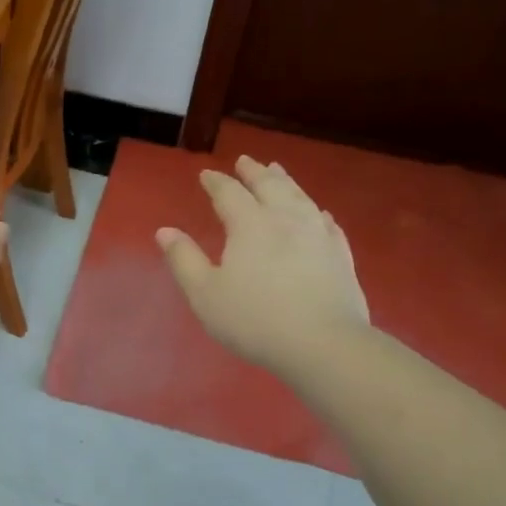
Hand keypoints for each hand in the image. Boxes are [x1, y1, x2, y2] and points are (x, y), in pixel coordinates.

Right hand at [156, 155, 370, 376]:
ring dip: (285, 181)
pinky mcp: (341, 255)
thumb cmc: (254, 320)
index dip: (216, 182)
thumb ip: (184, 260)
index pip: (229, 193)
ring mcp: (318, 235)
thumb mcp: (205, 294)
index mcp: (249, 225)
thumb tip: (165, 231)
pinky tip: (318, 212)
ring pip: (300, 197)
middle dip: (254, 172)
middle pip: (269, 186)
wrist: (323, 344)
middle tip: (245, 161)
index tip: (206, 174)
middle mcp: (285, 219)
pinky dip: (316, 211)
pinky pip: (327, 222)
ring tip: (277, 171)